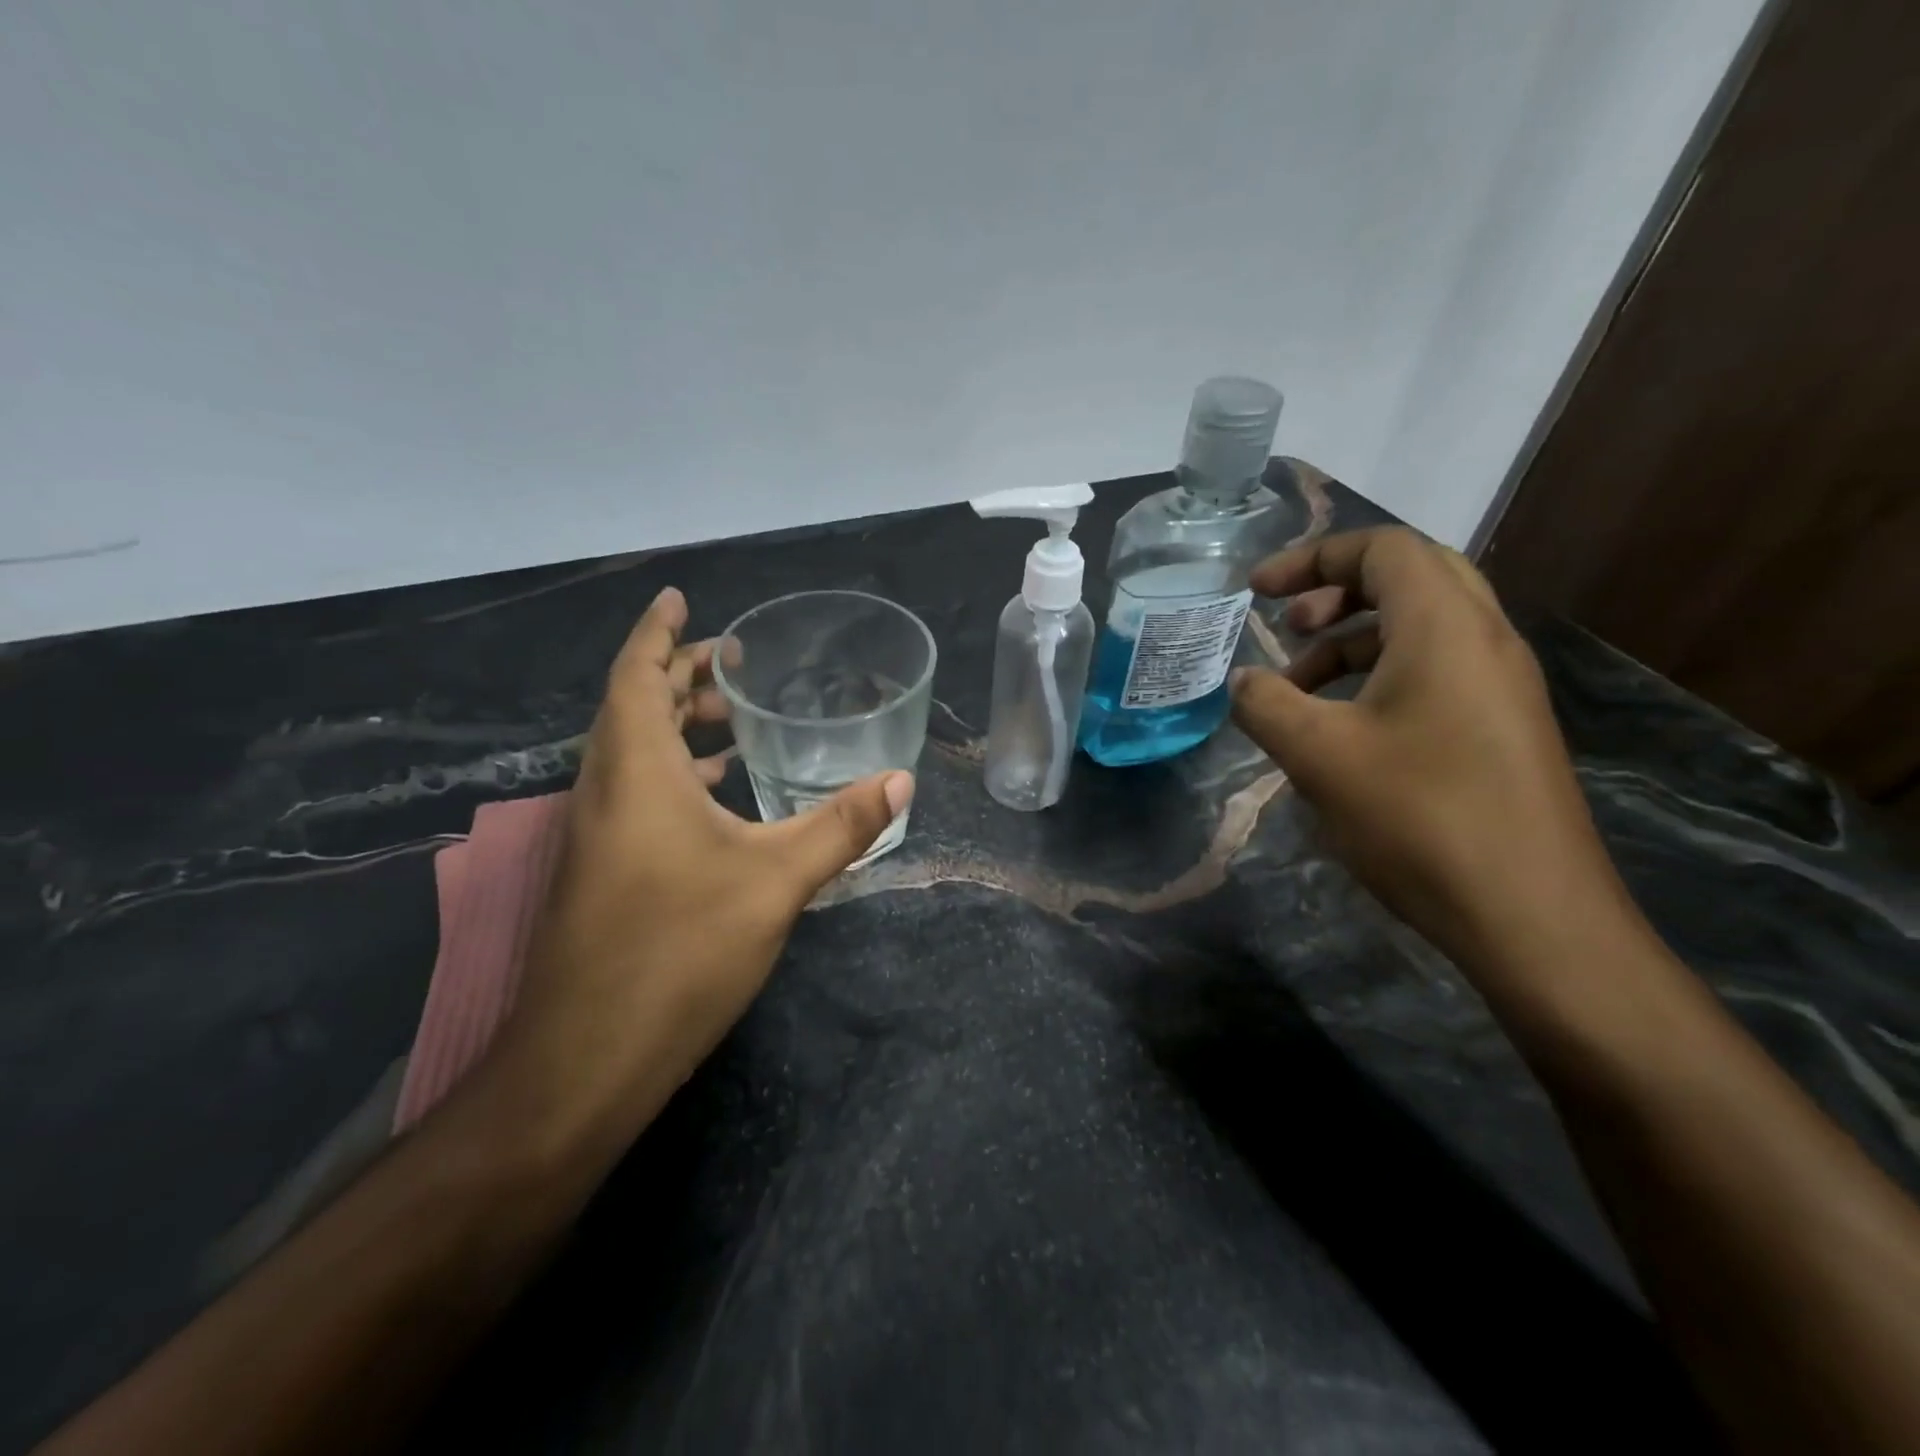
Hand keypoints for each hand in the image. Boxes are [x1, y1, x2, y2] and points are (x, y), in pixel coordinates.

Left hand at [495, 588, 913, 1151]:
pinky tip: (719, 794)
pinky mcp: (602, 871)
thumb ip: (841, 826)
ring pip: (632, 752)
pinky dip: (674, 772)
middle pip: (634, 707)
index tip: (682, 599)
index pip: (637, 676)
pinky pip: (636, 792)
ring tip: (735, 717)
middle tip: (734, 662)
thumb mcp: (777, 880)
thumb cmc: (679, 951)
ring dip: (676, 723)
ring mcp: (597, 834)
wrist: (587, 1059)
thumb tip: (901, 782)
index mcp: (635, 773)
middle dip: (679, 675)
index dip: (660, 633)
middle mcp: (605, 790)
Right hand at [1229, 528, 1631, 982]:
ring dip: (1354, 640)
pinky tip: (1342, 728)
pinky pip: (1435, 670)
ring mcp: (1500, 685)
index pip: (1383, 549)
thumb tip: (1244, 681)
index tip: (1255, 591)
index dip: (1312, 558)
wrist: (1530, 915)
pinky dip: (1379, 676)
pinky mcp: (1501, 727)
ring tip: (1300, 685)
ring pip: (1421, 627)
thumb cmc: (1419, 817)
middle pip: (1410, 576)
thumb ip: (1267, 704)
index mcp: (1446, 627)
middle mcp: (1484, 640)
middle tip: (1288, 625)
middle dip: (1337, 590)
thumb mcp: (1319, 755)